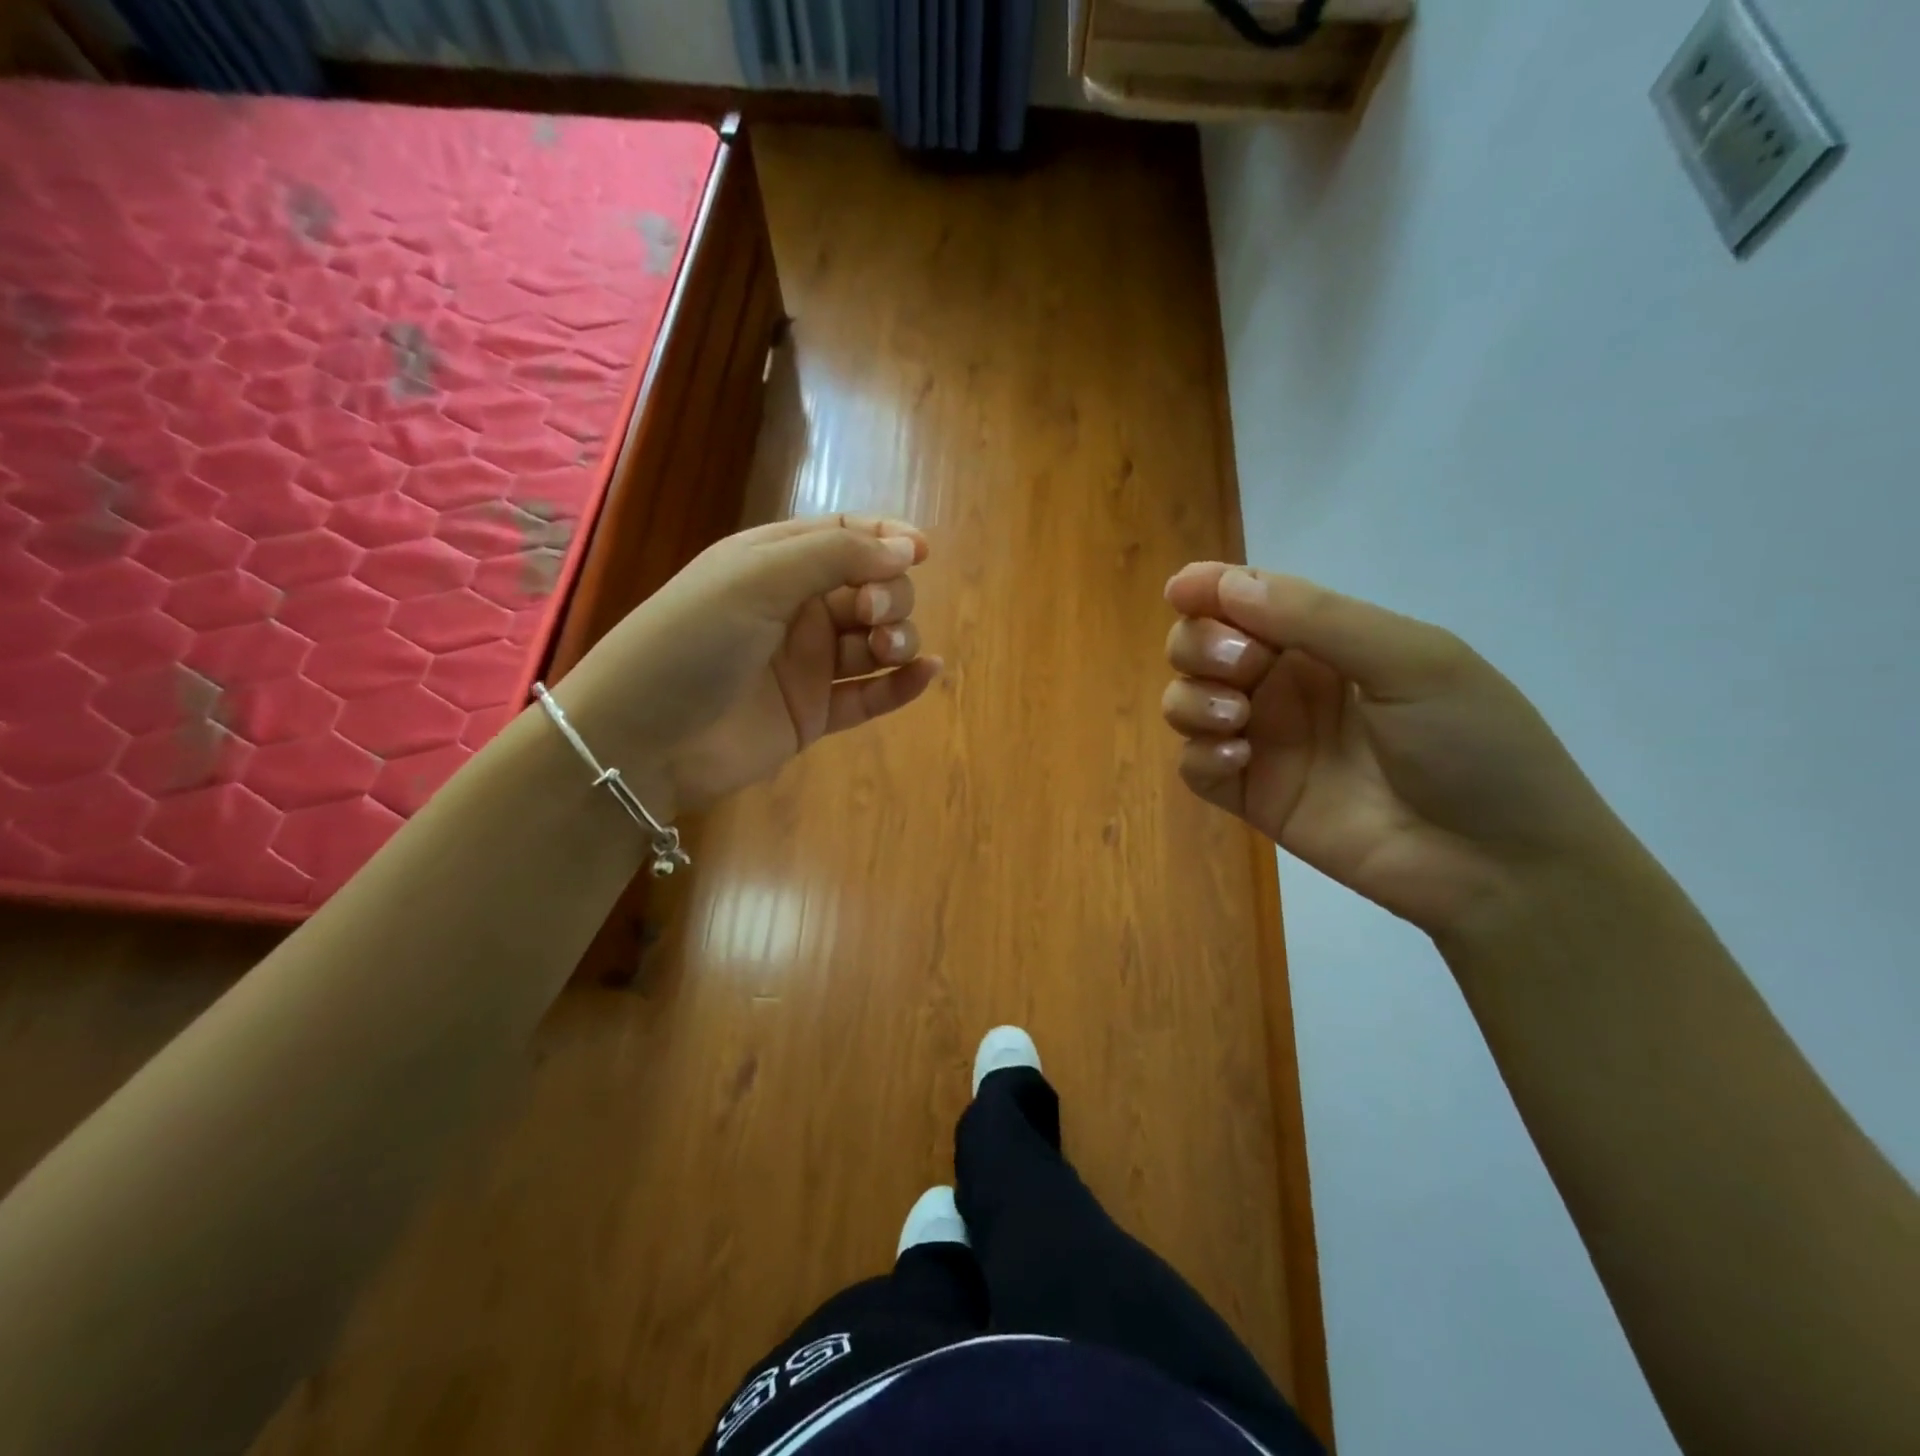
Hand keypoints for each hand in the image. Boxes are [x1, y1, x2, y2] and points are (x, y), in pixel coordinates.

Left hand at [555, 515, 940, 817]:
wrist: (642, 740)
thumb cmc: (690, 642)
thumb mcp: (756, 578)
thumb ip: (835, 556)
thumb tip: (909, 546)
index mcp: (773, 563)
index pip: (843, 537)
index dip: (886, 539)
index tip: (921, 551)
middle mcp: (795, 610)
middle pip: (869, 588)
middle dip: (889, 594)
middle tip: (873, 613)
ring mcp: (806, 665)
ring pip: (874, 641)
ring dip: (897, 637)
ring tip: (887, 649)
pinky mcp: (814, 713)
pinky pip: (869, 695)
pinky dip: (902, 685)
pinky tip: (928, 673)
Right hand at [1162, 564, 1629, 935]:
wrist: (1499, 864)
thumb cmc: (1472, 745)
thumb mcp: (1411, 661)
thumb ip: (1316, 618)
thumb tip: (1225, 583)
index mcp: (1326, 642)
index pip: (1248, 601)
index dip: (1209, 588)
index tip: (1180, 591)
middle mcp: (1285, 685)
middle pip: (1201, 646)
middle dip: (1199, 644)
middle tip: (1241, 665)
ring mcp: (1264, 741)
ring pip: (1185, 700)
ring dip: (1193, 698)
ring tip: (1236, 717)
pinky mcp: (1252, 795)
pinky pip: (1193, 765)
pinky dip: (1200, 754)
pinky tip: (1239, 760)